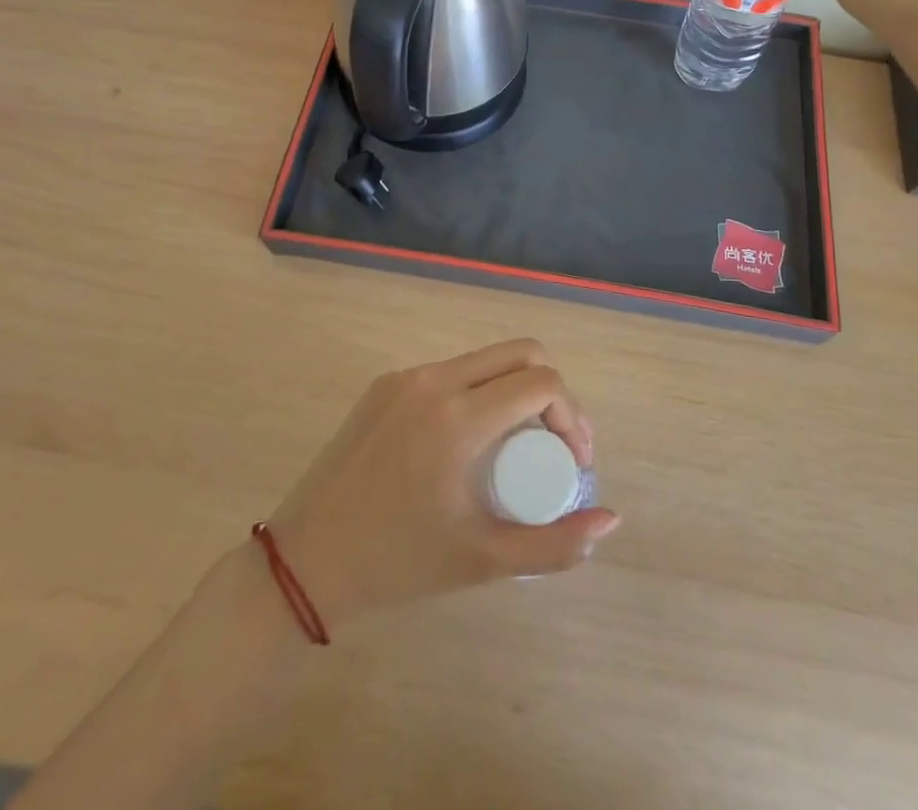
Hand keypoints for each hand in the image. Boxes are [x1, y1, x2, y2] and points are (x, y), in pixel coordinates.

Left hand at [265, 340, 618, 629]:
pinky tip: (470, 440)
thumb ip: (555, 545)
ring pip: (483, 360)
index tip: (572, 461)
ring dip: (513, 389)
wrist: (306, 559)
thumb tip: (611, 519)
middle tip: (552, 445)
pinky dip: (476, 392)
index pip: (542, 383)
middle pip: (519, 353)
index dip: (572, 416)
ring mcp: (405, 377)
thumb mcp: (483, 560)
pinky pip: (448, 373)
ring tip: (514, 446)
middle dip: (551, 391)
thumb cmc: (398, 563)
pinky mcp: (384, 384)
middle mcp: (434, 380)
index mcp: (459, 417)